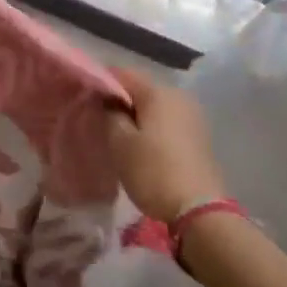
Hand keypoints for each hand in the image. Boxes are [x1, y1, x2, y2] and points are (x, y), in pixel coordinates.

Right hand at [104, 65, 226, 221]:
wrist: (200, 212)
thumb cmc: (153, 172)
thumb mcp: (120, 143)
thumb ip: (109, 113)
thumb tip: (106, 99)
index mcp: (157, 92)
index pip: (121, 74)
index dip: (101, 83)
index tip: (86, 99)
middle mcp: (178, 96)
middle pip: (140, 89)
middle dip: (120, 100)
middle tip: (100, 119)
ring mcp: (192, 116)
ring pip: (155, 106)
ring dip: (137, 116)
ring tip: (119, 134)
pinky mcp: (199, 137)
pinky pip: (168, 122)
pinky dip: (152, 128)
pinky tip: (142, 145)